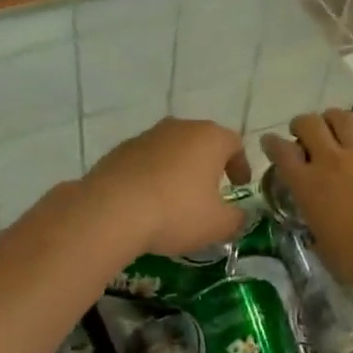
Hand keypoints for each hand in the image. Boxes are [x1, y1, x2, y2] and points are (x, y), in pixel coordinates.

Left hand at [83, 118, 251, 257]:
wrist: (111, 211)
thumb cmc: (176, 213)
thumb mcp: (218, 225)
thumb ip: (236, 219)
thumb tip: (239, 216)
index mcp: (209, 138)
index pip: (234, 143)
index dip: (240, 165)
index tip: (240, 185)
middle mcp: (178, 128)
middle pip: (201, 142)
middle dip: (208, 164)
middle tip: (210, 191)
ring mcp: (145, 136)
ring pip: (171, 149)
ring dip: (178, 169)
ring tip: (176, 198)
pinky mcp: (118, 150)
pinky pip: (145, 161)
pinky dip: (152, 175)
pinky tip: (148, 201)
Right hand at [263, 108, 352, 286]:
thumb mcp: (322, 244)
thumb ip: (315, 222)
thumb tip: (318, 218)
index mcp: (307, 185)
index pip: (280, 152)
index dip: (272, 144)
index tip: (270, 143)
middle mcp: (330, 160)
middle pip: (309, 124)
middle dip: (302, 125)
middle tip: (304, 134)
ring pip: (342, 117)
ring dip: (333, 119)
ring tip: (335, 127)